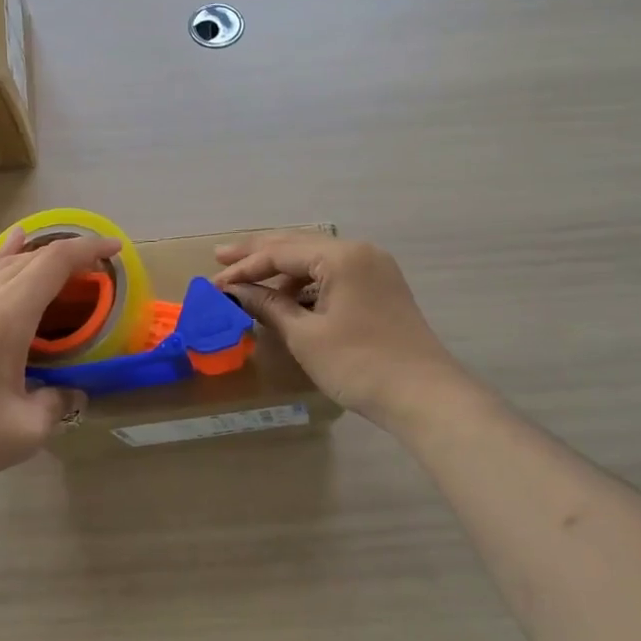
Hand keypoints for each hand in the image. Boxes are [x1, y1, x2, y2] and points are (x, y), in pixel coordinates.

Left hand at [0, 227, 120, 486]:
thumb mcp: (23, 430)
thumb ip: (56, 405)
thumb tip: (70, 394)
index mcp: (8, 314)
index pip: (55, 263)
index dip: (88, 249)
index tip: (116, 249)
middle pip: (33, 257)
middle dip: (71, 253)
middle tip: (99, 270)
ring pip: (6, 261)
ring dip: (40, 255)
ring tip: (64, 260)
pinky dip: (7, 258)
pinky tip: (8, 256)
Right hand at [214, 234, 468, 427]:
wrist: (425, 396)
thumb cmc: (359, 364)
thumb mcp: (306, 336)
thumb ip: (269, 306)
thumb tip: (237, 293)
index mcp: (341, 256)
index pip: (280, 252)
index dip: (244, 268)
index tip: (214, 285)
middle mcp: (360, 252)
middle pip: (298, 245)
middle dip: (258, 254)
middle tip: (220, 257)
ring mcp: (375, 268)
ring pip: (317, 260)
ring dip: (283, 271)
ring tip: (251, 285)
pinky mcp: (381, 288)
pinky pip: (335, 274)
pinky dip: (307, 284)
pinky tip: (289, 299)